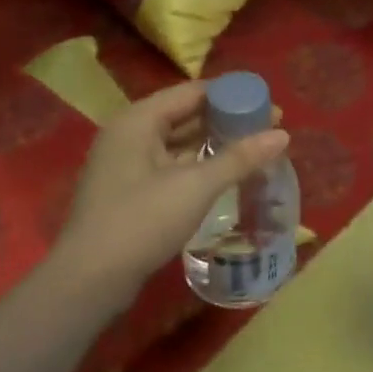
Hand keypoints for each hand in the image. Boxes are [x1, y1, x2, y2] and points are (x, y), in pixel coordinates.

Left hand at [51, 82, 289, 307]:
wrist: (90, 280)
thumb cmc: (142, 222)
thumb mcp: (196, 186)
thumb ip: (239, 158)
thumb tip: (282, 135)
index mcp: (139, 120)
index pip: (193, 91)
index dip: (233, 96)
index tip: (269, 107)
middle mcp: (129, 133)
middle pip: (185, 114)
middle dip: (226, 120)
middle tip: (268, 130)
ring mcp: (126, 163)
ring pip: (178, 142)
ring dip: (213, 144)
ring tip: (253, 150)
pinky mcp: (129, 190)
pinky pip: (170, 164)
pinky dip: (197, 165)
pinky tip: (224, 175)